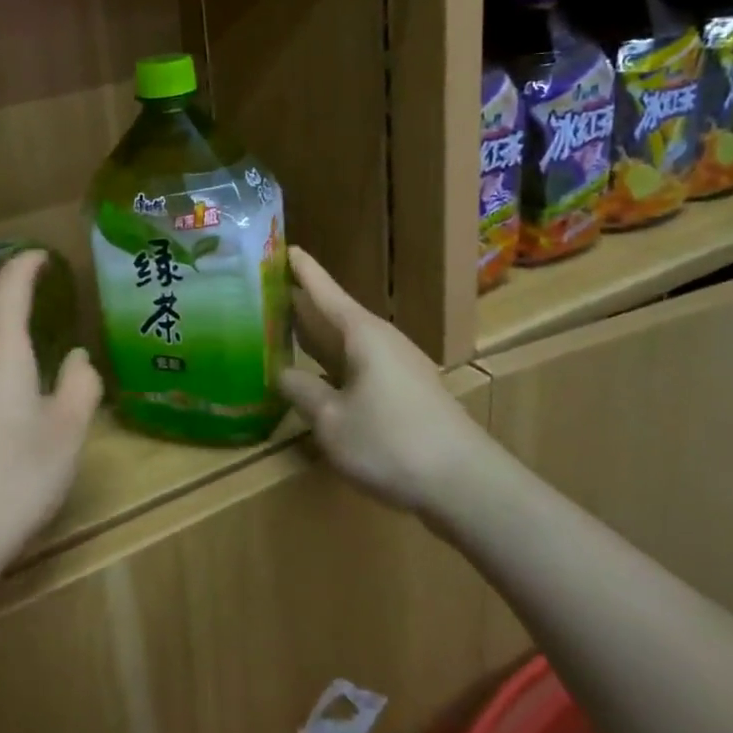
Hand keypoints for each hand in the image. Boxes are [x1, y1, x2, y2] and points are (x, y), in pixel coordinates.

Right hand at [277, 245, 493, 513]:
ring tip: (282, 332)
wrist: (466, 486)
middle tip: (265, 293)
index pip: (325, 292)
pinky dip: (334, 365)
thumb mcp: (332, 421)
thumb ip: (302, 392)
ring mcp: (399, 368)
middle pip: (335, 315)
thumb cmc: (391, 443)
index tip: (284, 247)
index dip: (302, 271)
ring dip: (317, 338)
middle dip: (303, 305)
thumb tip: (282, 373)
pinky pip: (360, 367)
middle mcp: (382, 342)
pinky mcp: (407, 395)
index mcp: (363, 335)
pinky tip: (318, 380)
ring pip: (348, 344)